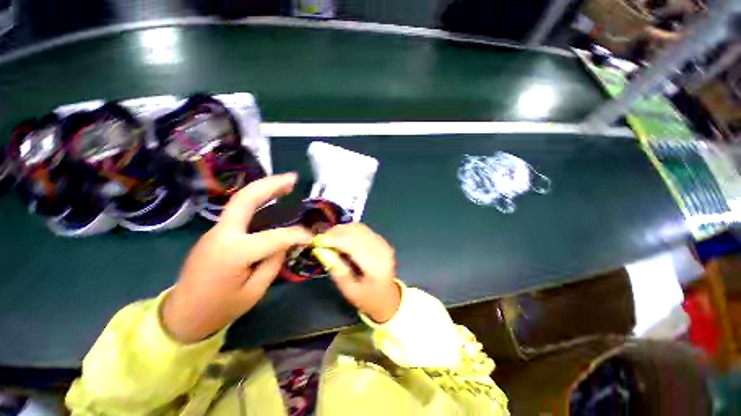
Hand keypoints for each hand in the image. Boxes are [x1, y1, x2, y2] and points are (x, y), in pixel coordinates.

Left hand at [162, 173, 312, 342]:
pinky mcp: (216, 232)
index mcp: (234, 252)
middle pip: (245, 199)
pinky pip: (239, 211)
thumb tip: (287, 242)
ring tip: (286, 183)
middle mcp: (222, 234)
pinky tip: (271, 200)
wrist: (182, 315)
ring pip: (241, 201)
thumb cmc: (220, 308)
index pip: (275, 237)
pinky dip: (257, 201)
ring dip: (264, 188)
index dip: (297, 235)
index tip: (312, 237)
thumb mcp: (255, 291)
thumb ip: (273, 262)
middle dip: (271, 185)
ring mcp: (216, 230)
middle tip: (293, 178)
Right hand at [312, 224, 401, 322]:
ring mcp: (383, 243)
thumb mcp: (349, 290)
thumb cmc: (368, 299)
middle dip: (336, 232)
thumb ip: (337, 269)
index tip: (316, 240)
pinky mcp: (382, 240)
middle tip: (321, 239)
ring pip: (359, 227)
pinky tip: (341, 238)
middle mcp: (382, 250)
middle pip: (356, 232)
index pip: (352, 244)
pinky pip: (363, 229)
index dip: (333, 239)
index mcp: (376, 266)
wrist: (389, 298)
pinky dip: (350, 230)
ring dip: (342, 229)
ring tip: (329, 238)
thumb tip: (321, 250)